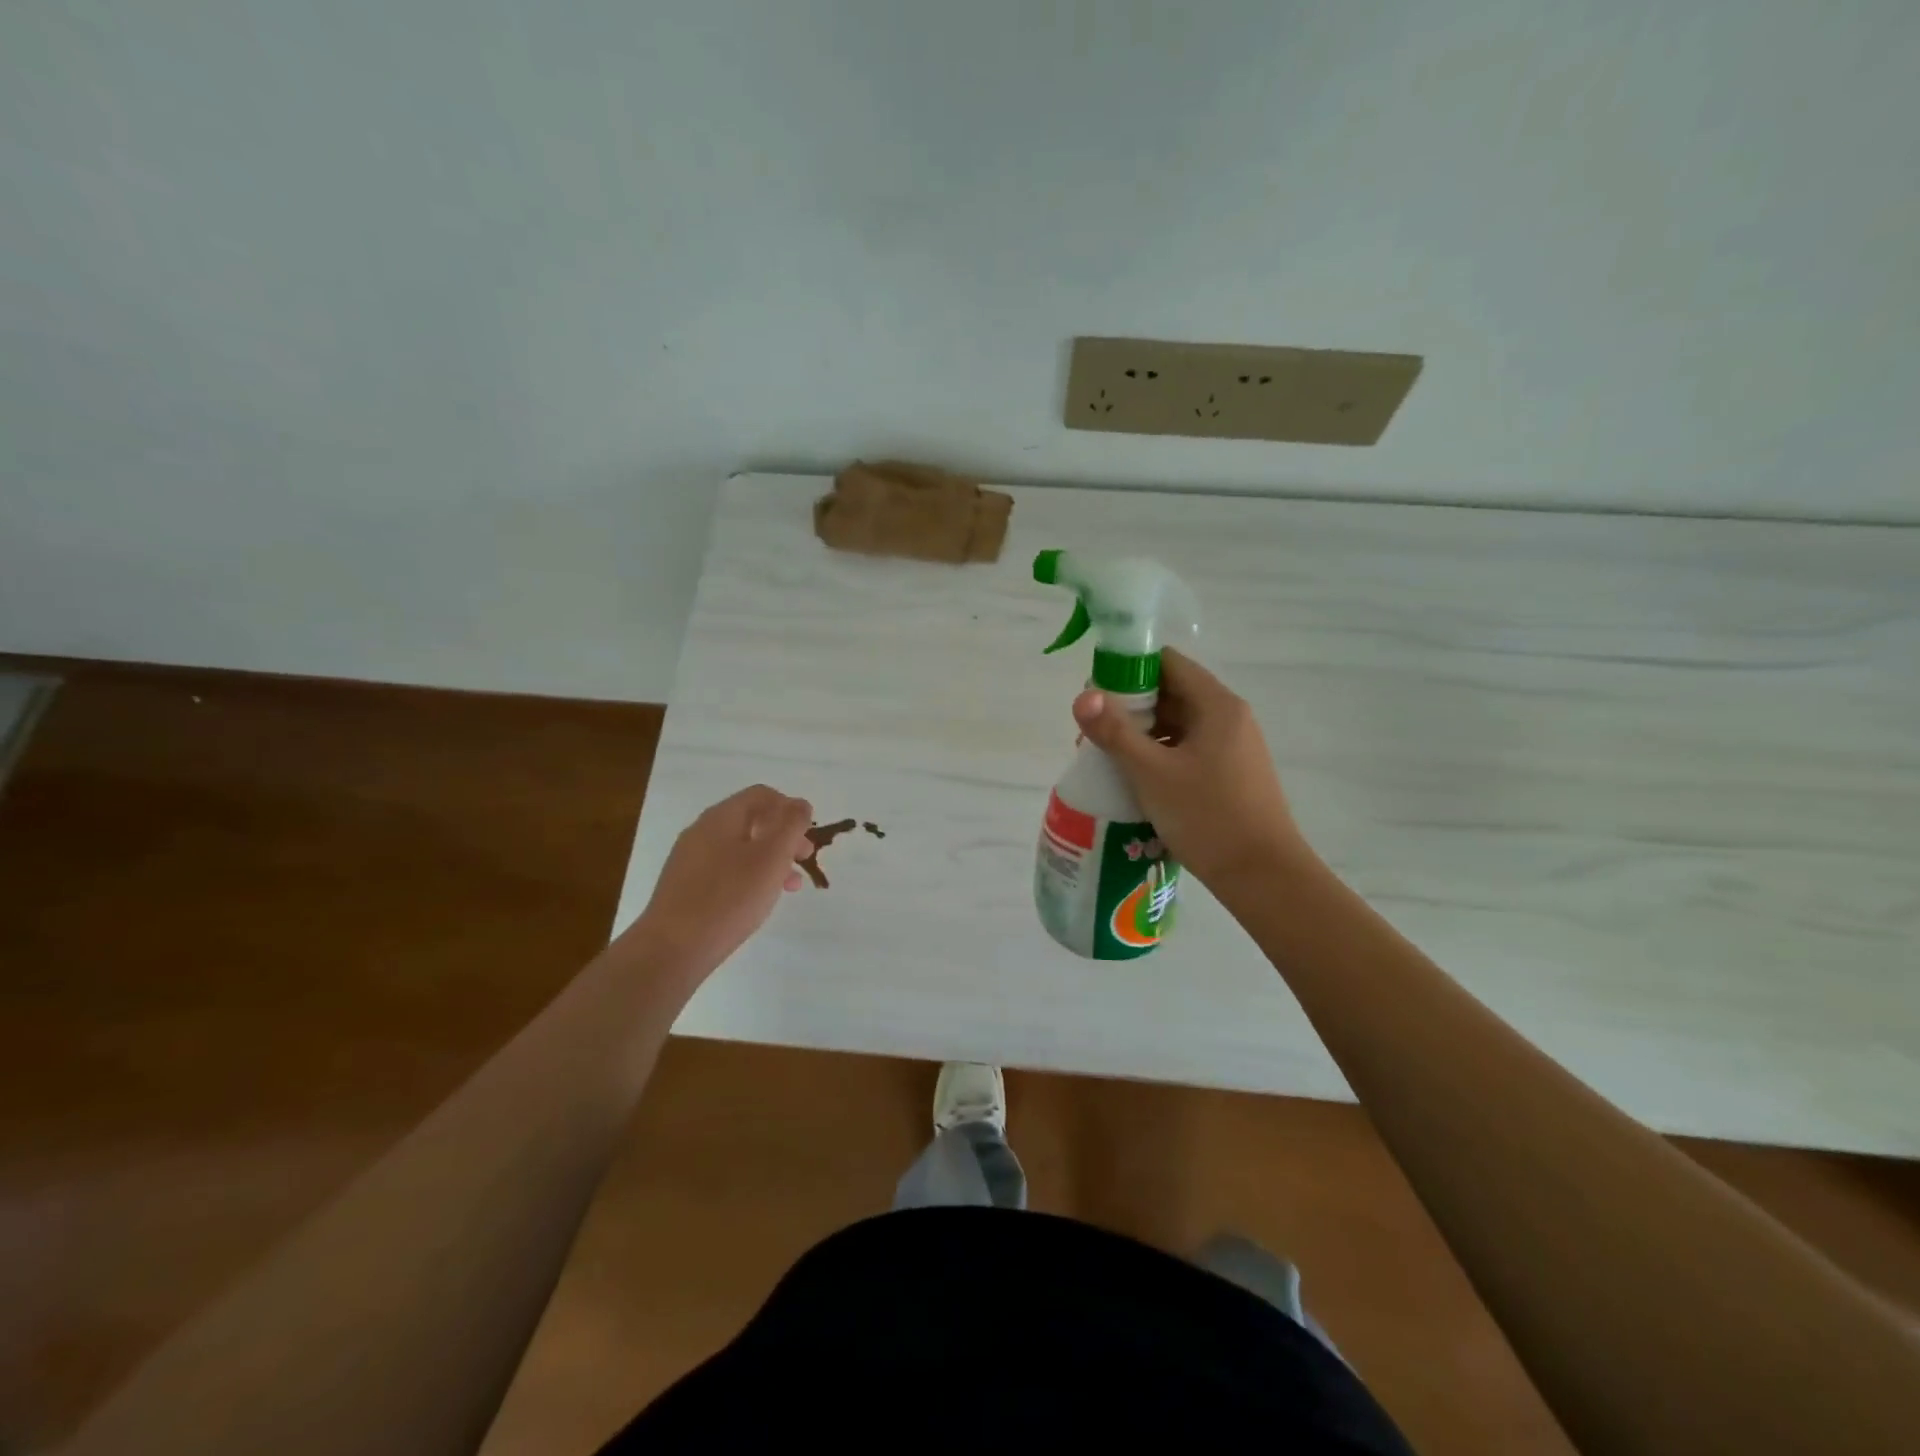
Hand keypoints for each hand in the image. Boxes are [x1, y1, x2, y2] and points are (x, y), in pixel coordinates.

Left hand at [631, 785, 813, 978]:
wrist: (673, 949)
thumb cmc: (730, 898)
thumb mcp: (772, 857)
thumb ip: (791, 825)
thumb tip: (800, 804)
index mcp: (722, 817)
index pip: (762, 795)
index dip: (790, 809)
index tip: (808, 836)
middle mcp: (702, 831)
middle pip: (752, 820)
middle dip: (783, 836)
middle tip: (803, 861)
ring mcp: (690, 859)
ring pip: (740, 848)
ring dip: (770, 859)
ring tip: (789, 886)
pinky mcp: (685, 886)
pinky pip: (725, 869)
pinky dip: (749, 876)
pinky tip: (757, 900)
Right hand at [1072, 648, 1310, 895]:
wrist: (1263, 877)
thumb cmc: (1208, 817)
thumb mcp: (1152, 773)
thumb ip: (1115, 732)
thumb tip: (1082, 696)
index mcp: (1217, 705)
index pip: (1167, 663)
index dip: (1128, 671)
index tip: (1096, 696)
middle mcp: (1229, 718)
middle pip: (1171, 693)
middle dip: (1129, 709)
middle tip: (1093, 734)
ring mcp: (1232, 747)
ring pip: (1177, 725)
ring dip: (1141, 736)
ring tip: (1107, 761)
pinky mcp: (1230, 774)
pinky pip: (1187, 751)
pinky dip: (1159, 757)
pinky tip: (1136, 781)